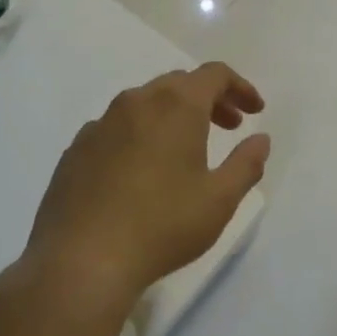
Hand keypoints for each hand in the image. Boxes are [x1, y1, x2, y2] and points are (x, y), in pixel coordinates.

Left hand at [18, 62, 269, 315]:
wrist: (81, 261)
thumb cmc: (163, 225)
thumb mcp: (220, 200)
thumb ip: (246, 164)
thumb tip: (260, 139)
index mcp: (176, 105)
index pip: (214, 74)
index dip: (240, 87)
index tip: (255, 112)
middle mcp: (136, 102)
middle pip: (179, 83)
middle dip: (209, 99)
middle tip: (229, 127)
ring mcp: (100, 124)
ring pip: (144, 103)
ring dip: (172, 114)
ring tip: (186, 149)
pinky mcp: (76, 150)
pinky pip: (116, 127)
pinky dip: (139, 134)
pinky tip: (141, 170)